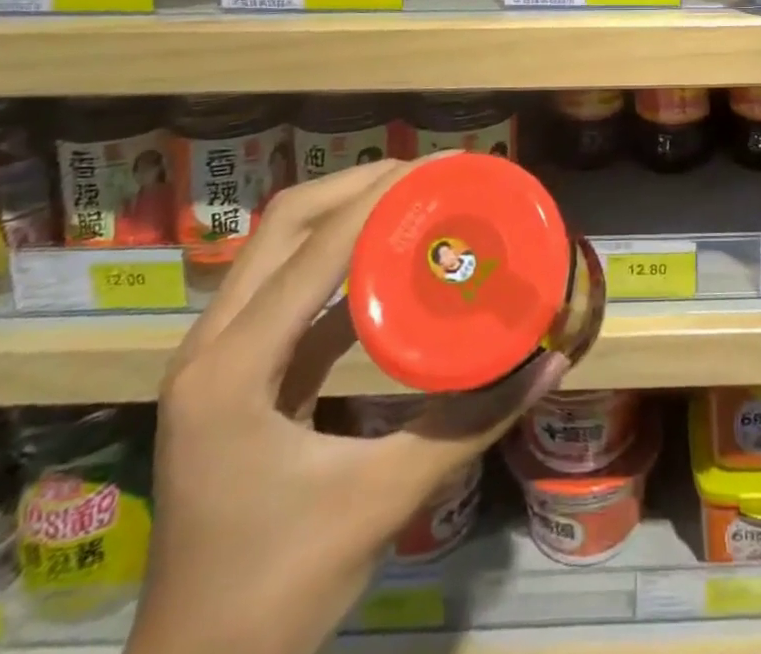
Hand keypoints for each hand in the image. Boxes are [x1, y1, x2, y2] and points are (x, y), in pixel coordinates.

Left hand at [130, 159, 567, 653]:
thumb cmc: (276, 596)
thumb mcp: (380, 502)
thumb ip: (469, 426)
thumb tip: (549, 363)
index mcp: (231, 369)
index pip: (314, 248)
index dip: (381, 195)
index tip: (442, 164)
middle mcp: (211, 345)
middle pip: (284, 223)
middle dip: (358, 185)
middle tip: (431, 175)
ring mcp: (215, 358)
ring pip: (278, 248)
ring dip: (344, 212)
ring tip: (415, 199)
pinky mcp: (234, 375)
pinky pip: (286, 289)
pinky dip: (337, 258)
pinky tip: (386, 261)